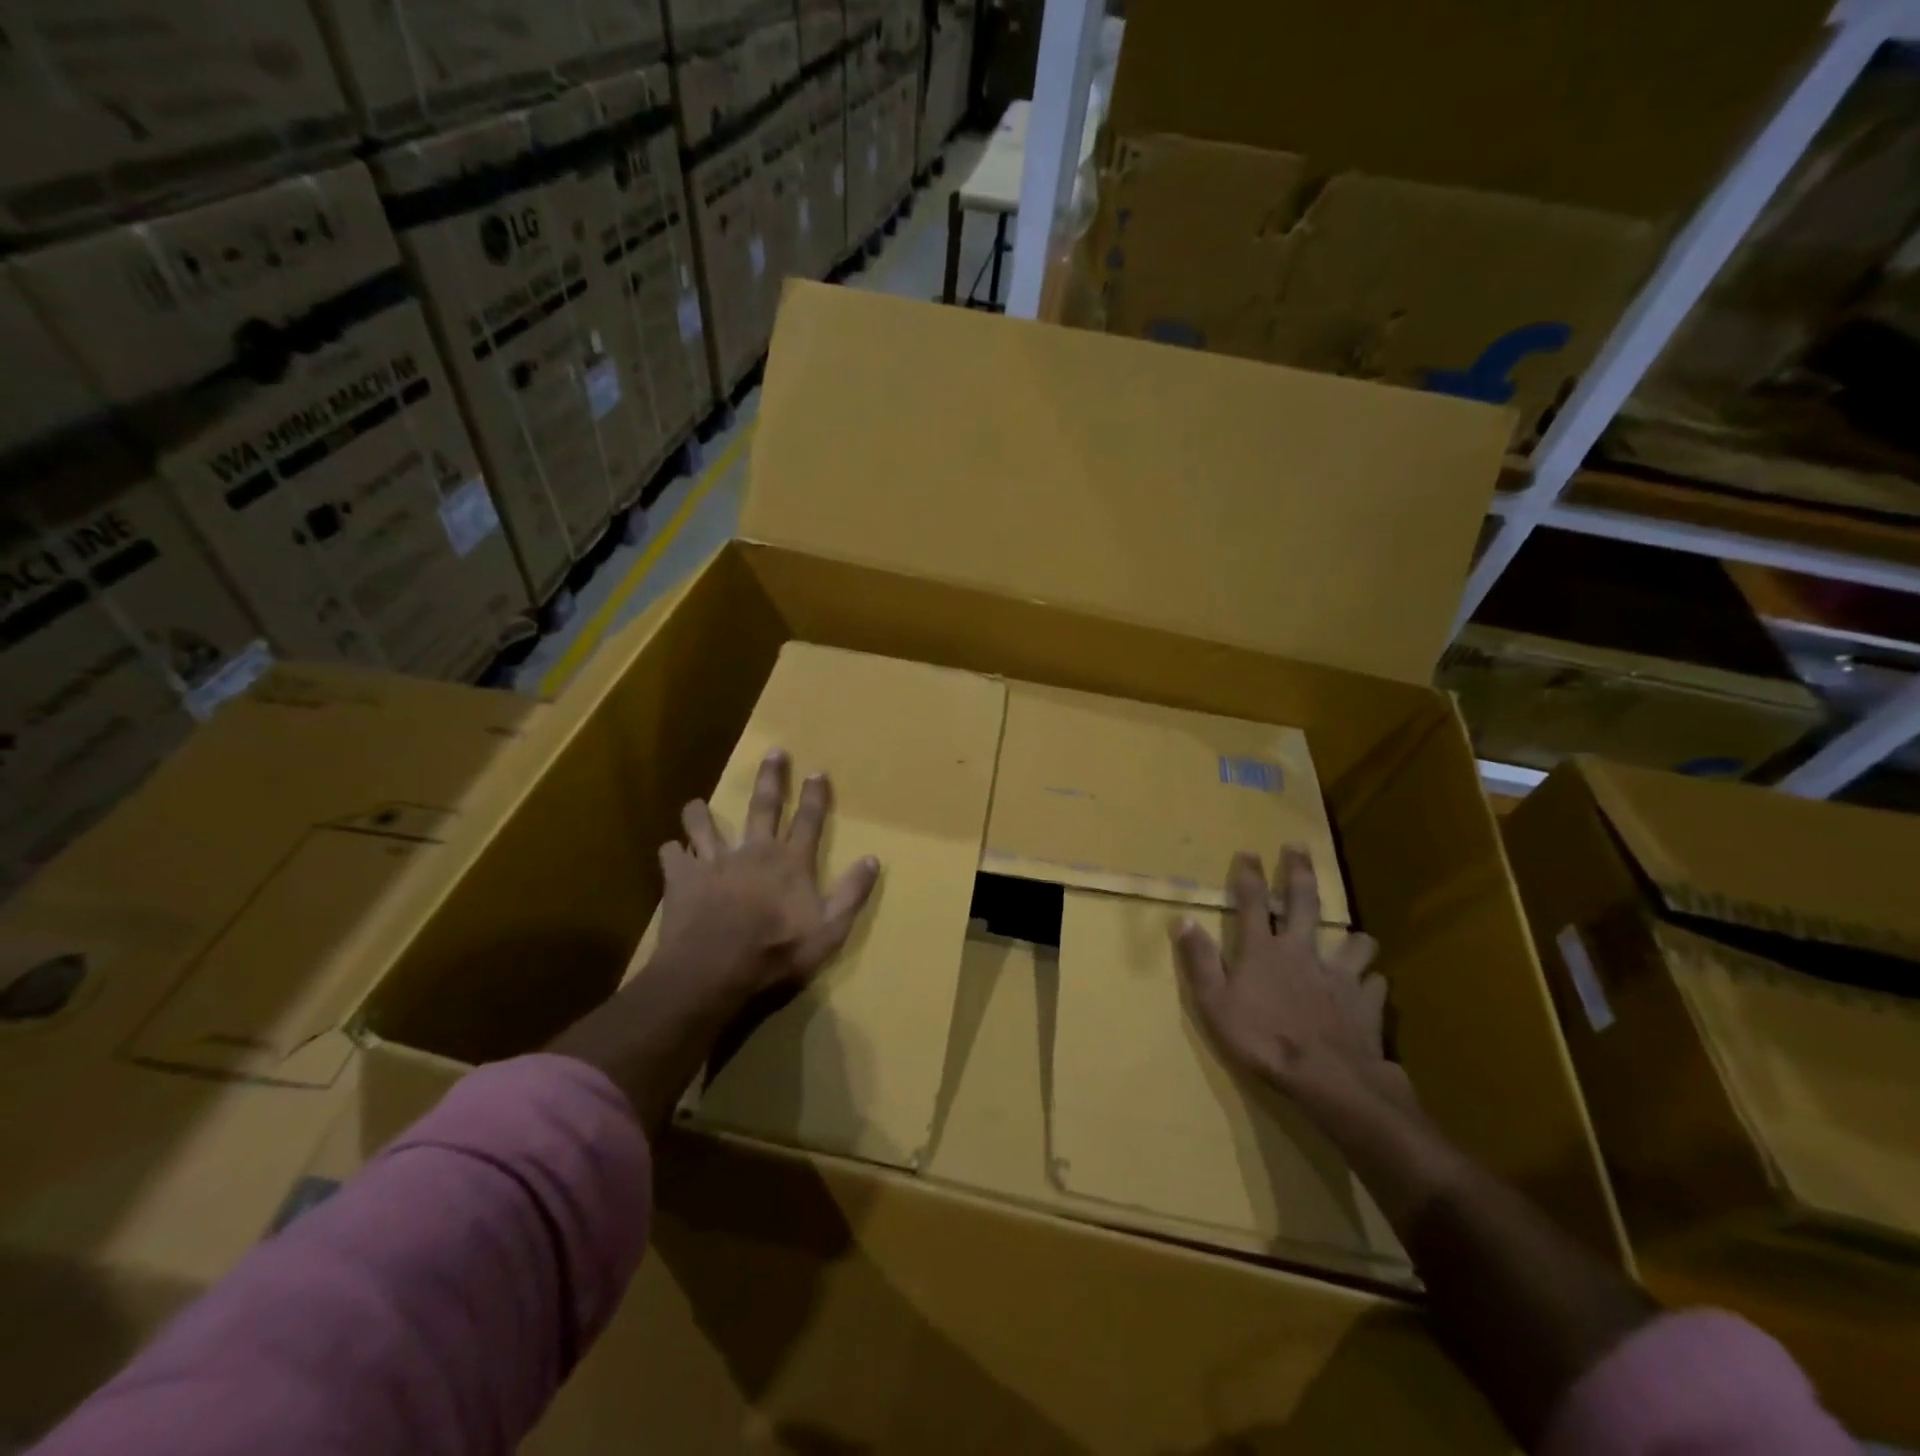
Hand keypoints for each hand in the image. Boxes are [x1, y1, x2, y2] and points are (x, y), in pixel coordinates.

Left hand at [659, 748, 881, 1011]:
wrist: (713, 971)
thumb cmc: (776, 954)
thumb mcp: (829, 931)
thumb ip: (851, 893)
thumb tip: (873, 859)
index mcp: (790, 862)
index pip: (809, 820)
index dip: (815, 796)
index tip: (817, 772)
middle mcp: (754, 851)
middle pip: (764, 806)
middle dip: (771, 779)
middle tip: (774, 753)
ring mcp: (715, 862)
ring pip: (705, 826)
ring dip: (701, 814)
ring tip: (696, 804)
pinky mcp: (682, 878)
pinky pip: (672, 856)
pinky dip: (671, 852)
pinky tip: (670, 852)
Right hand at [1172, 846, 1415, 1114]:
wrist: (1328, 1080)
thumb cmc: (1262, 1041)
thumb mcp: (1214, 1004)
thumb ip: (1199, 960)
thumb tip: (1182, 919)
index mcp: (1263, 951)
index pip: (1252, 902)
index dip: (1248, 874)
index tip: (1248, 851)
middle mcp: (1303, 951)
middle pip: (1304, 903)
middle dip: (1299, 872)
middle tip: (1299, 847)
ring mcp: (1339, 975)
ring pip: (1355, 941)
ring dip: (1353, 937)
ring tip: (1353, 938)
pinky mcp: (1367, 1002)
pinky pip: (1375, 983)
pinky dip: (1371, 982)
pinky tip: (1369, 989)